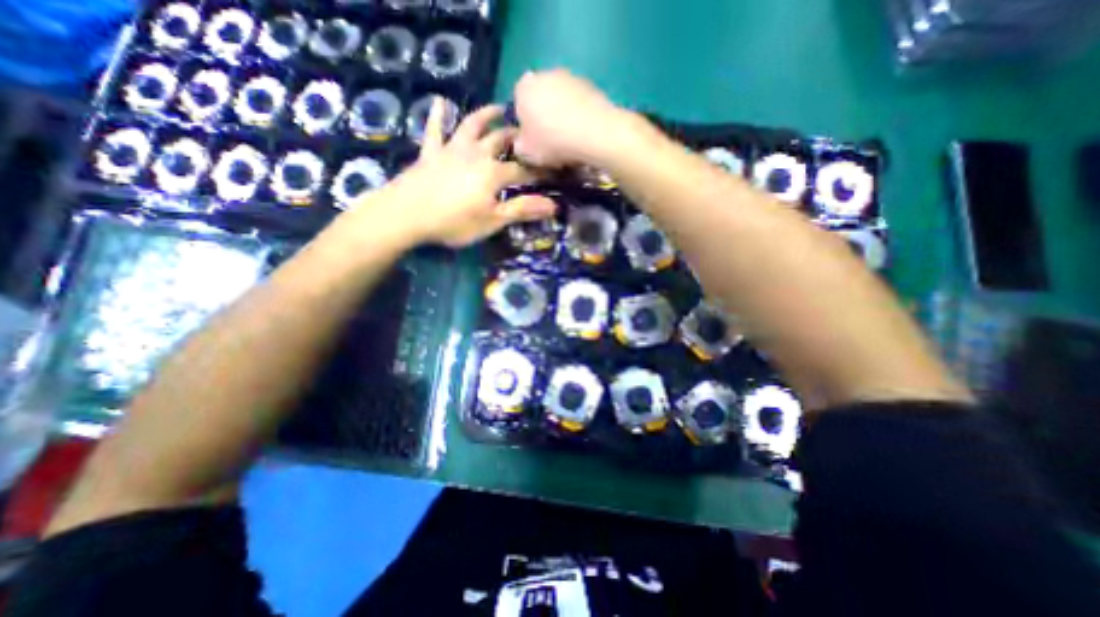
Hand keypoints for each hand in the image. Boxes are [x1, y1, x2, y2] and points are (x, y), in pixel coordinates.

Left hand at [349, 99, 558, 248]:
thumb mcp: (492, 221)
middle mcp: (476, 153)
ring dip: (486, 116)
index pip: (522, 170)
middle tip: (527, 135)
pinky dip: (438, 115)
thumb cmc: (454, 222)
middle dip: (516, 138)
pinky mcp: (430, 152)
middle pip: (500, 140)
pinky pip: (435, 130)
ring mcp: (451, 149)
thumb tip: (553, 205)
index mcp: (493, 173)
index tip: (551, 172)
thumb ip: (521, 210)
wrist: (406, 215)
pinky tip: (441, 101)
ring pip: (472, 126)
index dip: (538, 172)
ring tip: (498, 108)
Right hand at [513, 68, 641, 168]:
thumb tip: (522, 142)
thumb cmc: (552, 142)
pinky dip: (579, 116)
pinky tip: (583, 135)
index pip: (518, 106)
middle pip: (540, 100)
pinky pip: (578, 104)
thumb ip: (519, 145)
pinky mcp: (591, 84)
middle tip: (551, 144)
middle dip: (543, 119)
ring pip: (560, 101)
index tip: (534, 143)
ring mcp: (569, 76)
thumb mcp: (526, 153)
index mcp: (522, 88)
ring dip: (562, 117)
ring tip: (570, 142)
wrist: (594, 133)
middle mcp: (544, 74)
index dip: (525, 127)